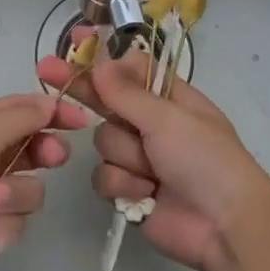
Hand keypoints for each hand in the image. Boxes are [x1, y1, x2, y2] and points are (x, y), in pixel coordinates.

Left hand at [0, 92, 88, 270]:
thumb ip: (20, 117)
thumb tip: (50, 101)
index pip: (21, 111)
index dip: (52, 111)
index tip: (82, 119)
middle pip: (34, 151)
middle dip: (44, 154)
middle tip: (52, 157)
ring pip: (30, 193)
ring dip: (10, 196)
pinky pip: (14, 226)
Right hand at [37, 45, 269, 270]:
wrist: (224, 225)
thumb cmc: (205, 159)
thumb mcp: (168, 118)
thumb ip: (127, 92)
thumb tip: (100, 61)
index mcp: (169, 99)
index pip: (128, 71)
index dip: (101, 60)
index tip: (73, 45)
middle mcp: (151, 125)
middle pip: (105, 103)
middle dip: (81, 90)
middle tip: (45, 69)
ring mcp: (139, 159)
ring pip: (103, 144)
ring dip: (125, 157)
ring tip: (153, 171)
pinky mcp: (129, 190)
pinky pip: (104, 177)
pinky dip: (124, 186)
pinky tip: (146, 194)